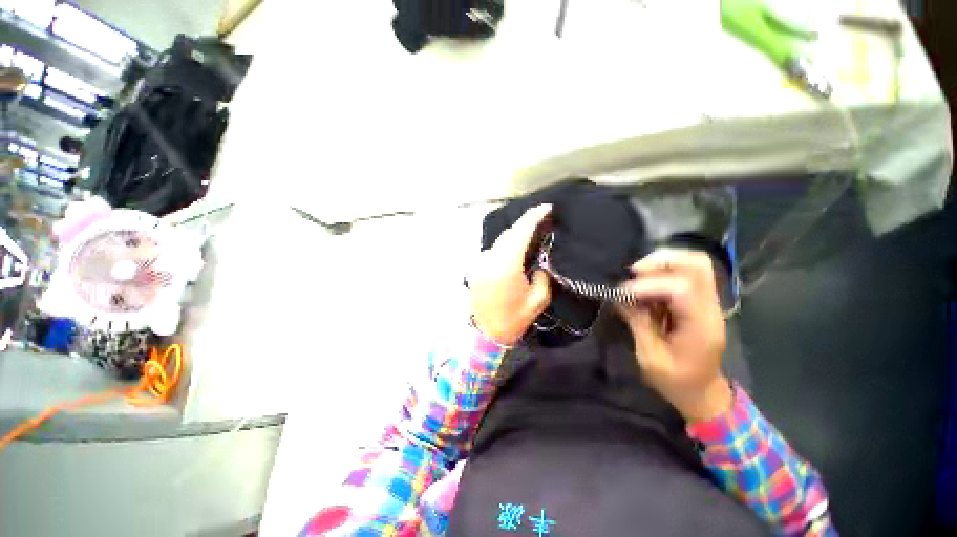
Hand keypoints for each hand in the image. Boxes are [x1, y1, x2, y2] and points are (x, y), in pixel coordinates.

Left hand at [468, 205, 552, 345]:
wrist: (486, 334)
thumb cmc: (514, 319)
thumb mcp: (538, 299)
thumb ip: (542, 276)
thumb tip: (538, 262)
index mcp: (506, 266)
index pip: (520, 233)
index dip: (534, 217)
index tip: (547, 207)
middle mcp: (490, 259)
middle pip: (509, 233)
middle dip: (525, 223)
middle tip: (541, 218)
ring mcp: (480, 262)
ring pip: (500, 240)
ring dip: (515, 234)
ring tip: (531, 231)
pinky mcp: (476, 267)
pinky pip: (493, 249)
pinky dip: (505, 245)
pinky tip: (514, 248)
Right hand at [616, 249, 731, 421]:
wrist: (703, 393)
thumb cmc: (676, 382)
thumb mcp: (650, 357)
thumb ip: (638, 323)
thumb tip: (620, 296)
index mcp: (701, 327)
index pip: (682, 289)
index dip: (649, 285)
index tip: (624, 293)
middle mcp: (710, 308)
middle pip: (697, 265)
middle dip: (661, 261)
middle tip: (634, 272)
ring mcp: (709, 303)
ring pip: (695, 264)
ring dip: (663, 262)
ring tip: (638, 274)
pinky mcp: (701, 302)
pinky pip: (687, 273)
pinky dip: (664, 271)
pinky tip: (646, 283)